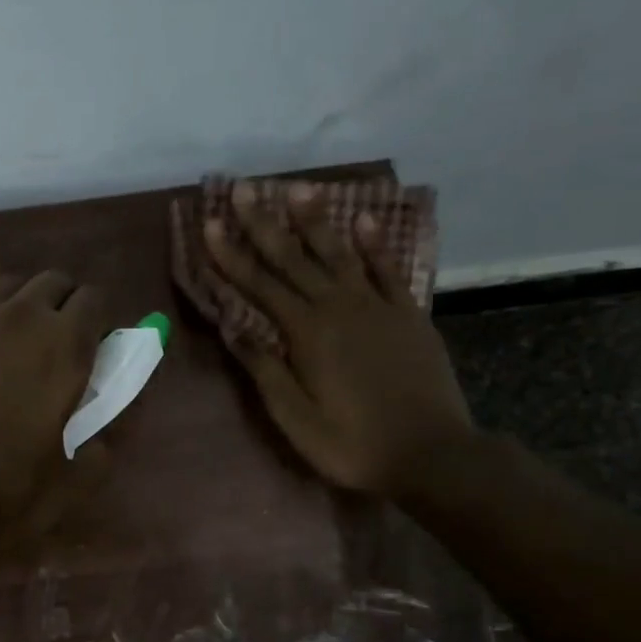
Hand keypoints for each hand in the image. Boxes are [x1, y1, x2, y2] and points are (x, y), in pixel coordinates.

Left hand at [0, 254, 107, 545]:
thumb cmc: (8, 495)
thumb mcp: (75, 479)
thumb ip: (101, 446)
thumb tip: (102, 435)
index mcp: (65, 348)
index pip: (95, 299)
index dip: (100, 318)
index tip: (97, 343)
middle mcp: (21, 319)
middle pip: (54, 281)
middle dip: (66, 302)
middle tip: (63, 337)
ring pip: (8, 282)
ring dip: (25, 297)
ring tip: (24, 325)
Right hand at [204, 181, 475, 502]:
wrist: (431, 453)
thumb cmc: (353, 444)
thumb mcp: (296, 419)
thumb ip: (265, 371)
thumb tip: (234, 329)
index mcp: (306, 334)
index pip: (258, 286)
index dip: (230, 255)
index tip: (209, 224)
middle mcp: (338, 308)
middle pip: (293, 259)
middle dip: (263, 224)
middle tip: (242, 188)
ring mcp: (377, 307)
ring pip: (339, 254)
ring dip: (315, 220)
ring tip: (296, 189)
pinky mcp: (408, 314)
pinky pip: (388, 269)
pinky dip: (375, 244)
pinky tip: (365, 219)